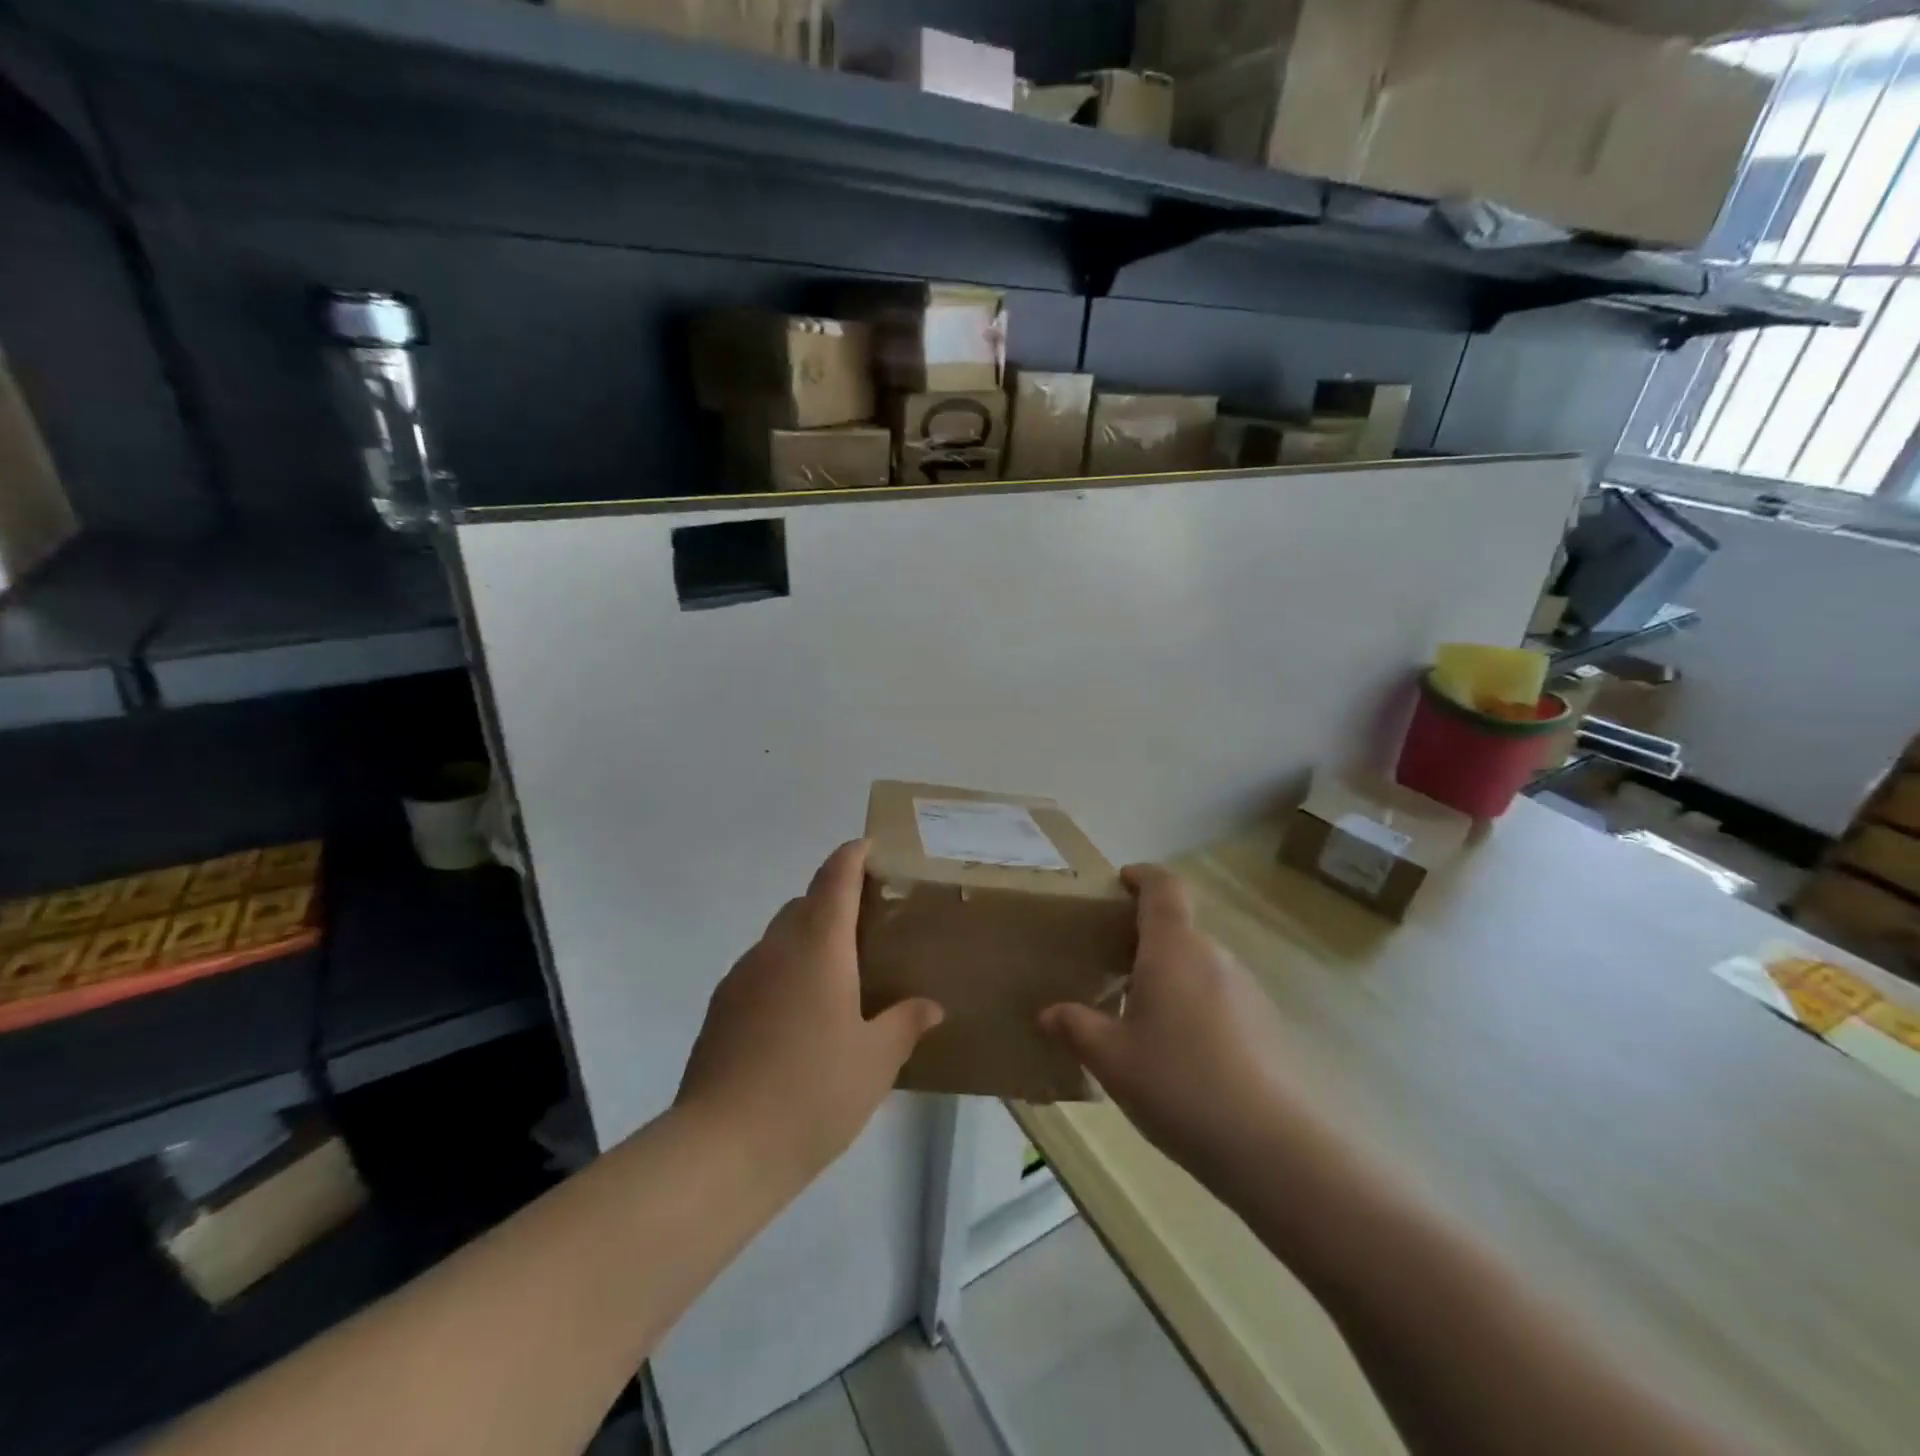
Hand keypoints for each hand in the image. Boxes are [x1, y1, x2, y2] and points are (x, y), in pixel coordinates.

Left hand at [676, 840, 942, 1184]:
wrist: (722, 1148)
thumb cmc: (813, 1092)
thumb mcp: (875, 1061)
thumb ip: (905, 1024)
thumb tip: (930, 1006)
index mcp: (818, 946)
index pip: (835, 878)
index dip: (851, 856)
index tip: (868, 848)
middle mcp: (776, 948)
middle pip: (804, 903)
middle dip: (833, 901)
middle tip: (867, 927)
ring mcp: (741, 977)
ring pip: (779, 938)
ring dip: (807, 940)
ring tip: (837, 978)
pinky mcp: (720, 1009)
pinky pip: (760, 971)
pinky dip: (784, 973)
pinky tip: (800, 1019)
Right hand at [1040, 864, 1300, 1181]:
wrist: (1271, 1146)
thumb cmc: (1179, 1084)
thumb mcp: (1112, 1059)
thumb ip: (1077, 1028)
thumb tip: (1049, 1013)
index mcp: (1173, 948)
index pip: (1164, 887)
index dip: (1143, 876)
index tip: (1122, 881)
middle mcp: (1213, 956)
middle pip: (1179, 928)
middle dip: (1146, 938)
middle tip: (1112, 965)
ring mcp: (1246, 989)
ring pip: (1199, 965)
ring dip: (1170, 975)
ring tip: (1141, 1016)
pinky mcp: (1265, 1023)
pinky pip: (1219, 995)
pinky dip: (1194, 1004)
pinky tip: (1180, 1053)